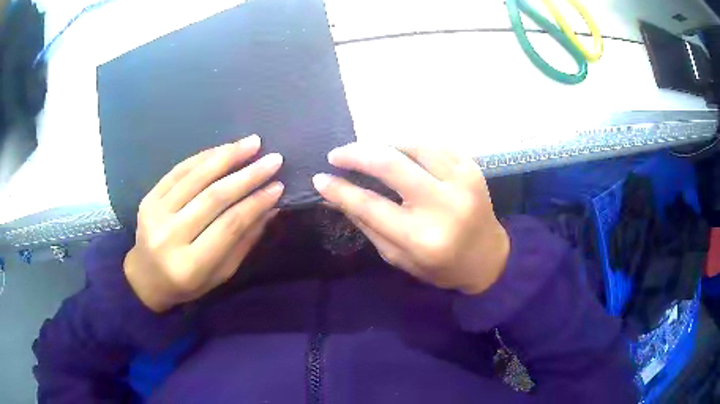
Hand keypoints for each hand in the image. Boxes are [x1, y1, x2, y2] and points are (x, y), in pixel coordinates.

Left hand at [124, 135, 283, 311]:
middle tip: (273, 159)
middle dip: (247, 176)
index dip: (255, 203)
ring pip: (196, 178)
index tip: (278, 186)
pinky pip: (178, 171)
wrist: (146, 278)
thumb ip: (243, 241)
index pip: (229, 226)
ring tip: (252, 143)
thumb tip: (270, 208)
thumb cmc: (187, 284)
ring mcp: (154, 214)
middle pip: (213, 198)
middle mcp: (170, 237)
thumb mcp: (220, 273)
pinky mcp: (148, 199)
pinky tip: (224, 149)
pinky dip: (203, 157)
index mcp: (190, 266)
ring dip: (227, 157)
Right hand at [313, 144, 508, 294]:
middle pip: (390, 164)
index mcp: (422, 238)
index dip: (340, 189)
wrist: (487, 256)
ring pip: (412, 146)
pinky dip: (411, 145)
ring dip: (383, 145)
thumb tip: (334, 195)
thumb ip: (367, 224)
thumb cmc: (440, 266)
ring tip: (368, 153)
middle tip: (337, 154)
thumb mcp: (398, 257)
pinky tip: (399, 152)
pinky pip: (434, 145)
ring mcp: (462, 182)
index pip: (370, 205)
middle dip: (356, 154)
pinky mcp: (472, 168)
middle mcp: (443, 206)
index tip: (320, 179)